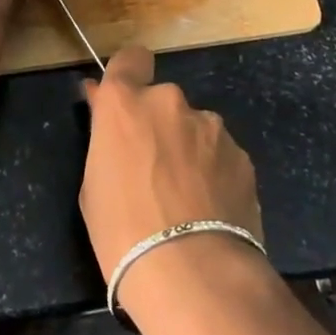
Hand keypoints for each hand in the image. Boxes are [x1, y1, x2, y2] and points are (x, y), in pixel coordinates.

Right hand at [80, 47, 266, 321]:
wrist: (195, 276)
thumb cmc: (123, 233)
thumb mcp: (93, 186)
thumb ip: (103, 137)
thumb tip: (101, 106)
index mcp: (126, 102)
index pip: (130, 58)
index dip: (129, 75)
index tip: (125, 104)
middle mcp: (169, 101)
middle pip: (162, 101)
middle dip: (158, 125)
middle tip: (153, 170)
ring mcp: (210, 126)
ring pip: (194, 129)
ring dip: (189, 150)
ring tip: (188, 200)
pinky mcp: (242, 155)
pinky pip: (220, 155)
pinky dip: (215, 173)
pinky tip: (211, 212)